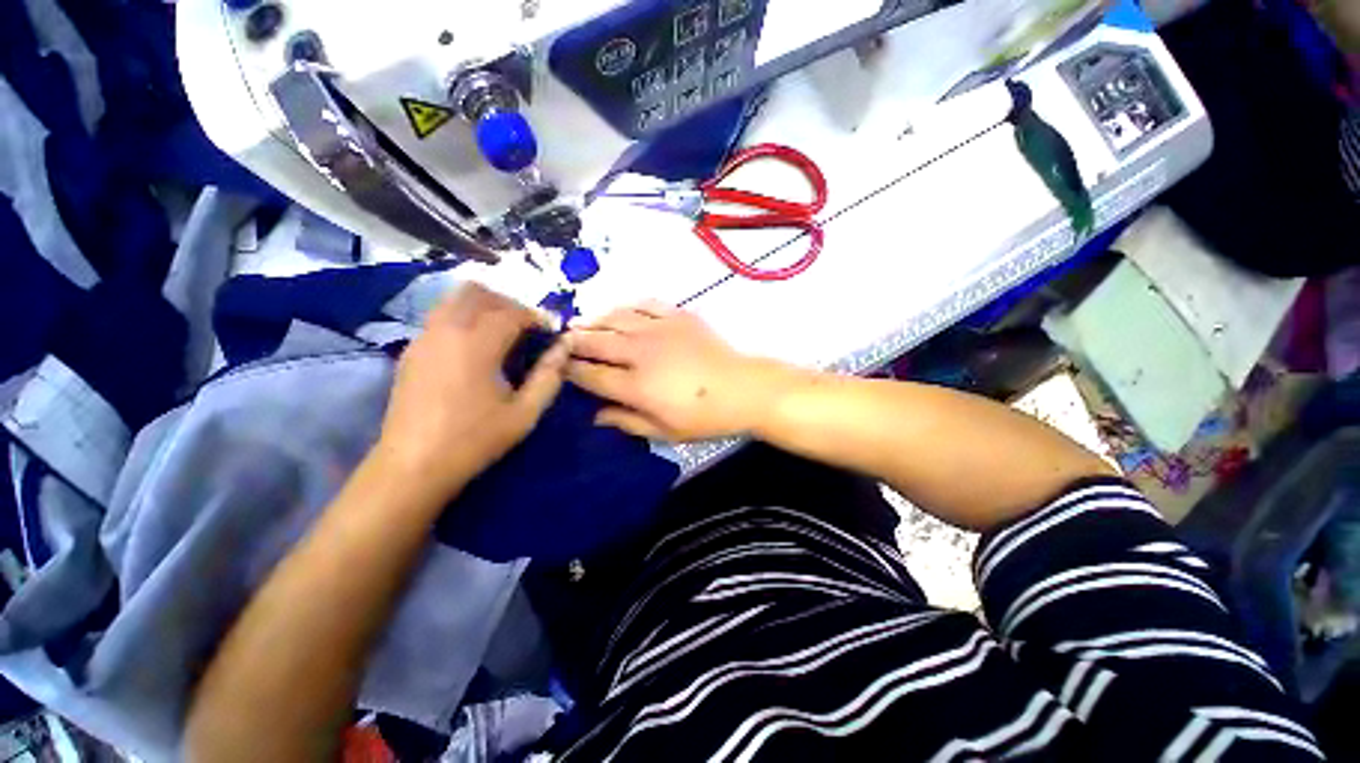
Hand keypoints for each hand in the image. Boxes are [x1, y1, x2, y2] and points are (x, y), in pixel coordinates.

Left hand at [375, 284, 567, 493]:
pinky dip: (463, 318)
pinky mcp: (411, 350)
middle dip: (509, 304)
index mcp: (477, 344)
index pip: (512, 312)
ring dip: (484, 306)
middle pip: (479, 293)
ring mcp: (423, 338)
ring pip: (454, 299)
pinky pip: (440, 316)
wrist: (413, 465)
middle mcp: (446, 330)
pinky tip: (475, 347)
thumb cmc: (475, 439)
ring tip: (503, 333)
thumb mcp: (525, 413)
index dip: (536, 317)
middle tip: (527, 328)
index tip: (551, 332)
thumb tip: (566, 346)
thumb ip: (549, 375)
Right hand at [566, 302, 785, 441]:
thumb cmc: (704, 417)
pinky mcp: (676, 315)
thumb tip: (595, 415)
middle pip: (596, 341)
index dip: (570, 370)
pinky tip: (618, 311)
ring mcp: (659, 329)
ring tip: (580, 323)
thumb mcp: (665, 431)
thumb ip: (627, 422)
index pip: (591, 374)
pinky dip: (626, 306)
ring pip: (615, 318)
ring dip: (593, 320)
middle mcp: (640, 352)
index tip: (558, 367)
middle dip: (573, 341)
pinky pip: (643, 304)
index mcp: (636, 385)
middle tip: (560, 341)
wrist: (743, 388)